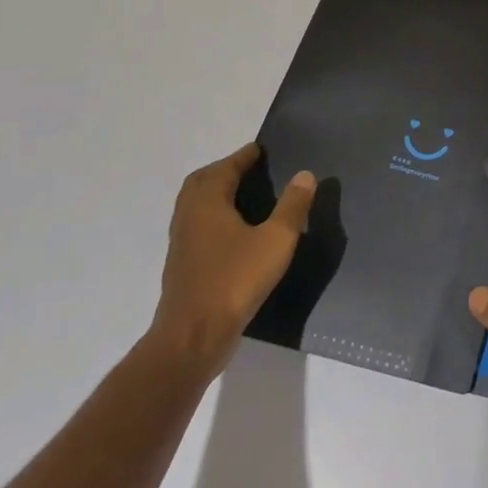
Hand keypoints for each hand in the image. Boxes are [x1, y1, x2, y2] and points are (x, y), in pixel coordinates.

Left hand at [151, 143, 313, 376]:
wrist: (193, 337)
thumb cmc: (235, 280)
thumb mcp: (276, 240)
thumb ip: (292, 206)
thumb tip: (304, 174)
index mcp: (207, 203)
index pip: (224, 168)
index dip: (243, 157)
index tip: (260, 149)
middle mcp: (189, 217)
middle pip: (202, 183)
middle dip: (224, 171)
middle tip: (250, 168)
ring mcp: (182, 243)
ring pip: (196, 206)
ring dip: (216, 194)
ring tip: (244, 196)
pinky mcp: (183, 266)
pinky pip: (197, 227)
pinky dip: (213, 217)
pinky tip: (234, 232)